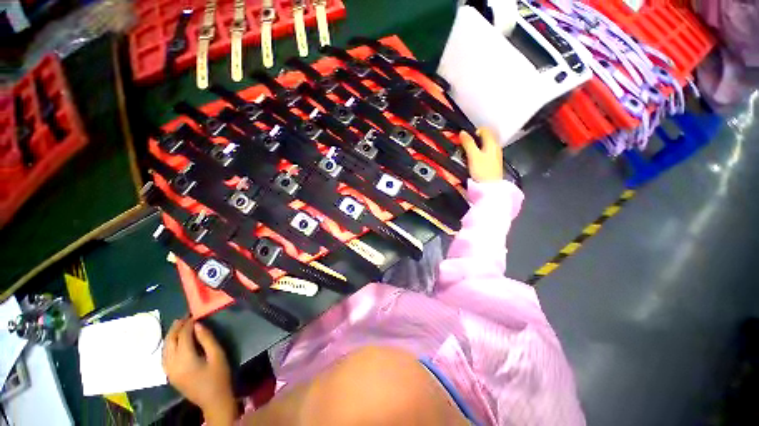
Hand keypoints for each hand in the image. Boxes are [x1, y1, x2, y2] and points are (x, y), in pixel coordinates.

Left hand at [163, 318, 235, 423]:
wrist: (213, 400)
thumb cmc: (219, 376)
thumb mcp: (218, 355)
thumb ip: (207, 339)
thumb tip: (198, 325)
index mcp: (185, 359)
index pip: (183, 336)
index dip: (188, 324)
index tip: (195, 315)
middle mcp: (172, 364)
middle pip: (170, 341)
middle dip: (176, 327)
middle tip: (185, 317)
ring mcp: (169, 371)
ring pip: (164, 349)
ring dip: (171, 336)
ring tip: (179, 325)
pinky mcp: (170, 375)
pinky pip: (164, 356)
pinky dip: (168, 345)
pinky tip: (174, 341)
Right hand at [460, 128, 502, 182]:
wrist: (489, 187)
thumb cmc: (483, 171)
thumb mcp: (473, 155)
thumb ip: (468, 143)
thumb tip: (463, 132)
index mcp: (492, 143)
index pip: (484, 130)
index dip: (474, 131)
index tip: (465, 138)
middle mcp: (495, 147)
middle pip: (484, 138)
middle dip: (473, 140)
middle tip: (464, 147)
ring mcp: (495, 155)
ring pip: (484, 146)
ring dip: (475, 148)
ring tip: (467, 155)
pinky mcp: (492, 163)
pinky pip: (484, 154)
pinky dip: (477, 155)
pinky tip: (472, 162)